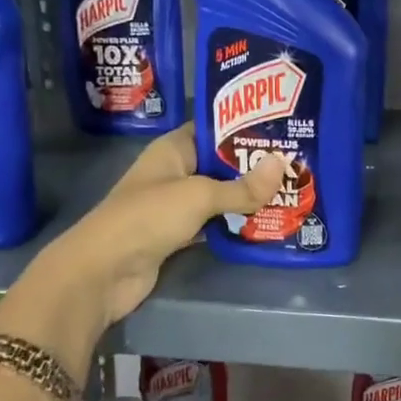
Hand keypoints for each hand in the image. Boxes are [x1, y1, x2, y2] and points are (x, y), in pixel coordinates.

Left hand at [57, 124, 289, 324]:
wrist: (103, 272)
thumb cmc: (148, 217)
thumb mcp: (199, 195)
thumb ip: (242, 186)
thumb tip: (283, 164)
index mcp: (174, 150)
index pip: (214, 128)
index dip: (245, 127)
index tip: (282, 130)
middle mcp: (175, 172)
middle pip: (220, 164)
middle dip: (254, 166)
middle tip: (297, 164)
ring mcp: (175, 205)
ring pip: (219, 196)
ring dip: (248, 198)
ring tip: (290, 192)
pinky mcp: (178, 235)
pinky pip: (214, 224)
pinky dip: (235, 225)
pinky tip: (266, 223)